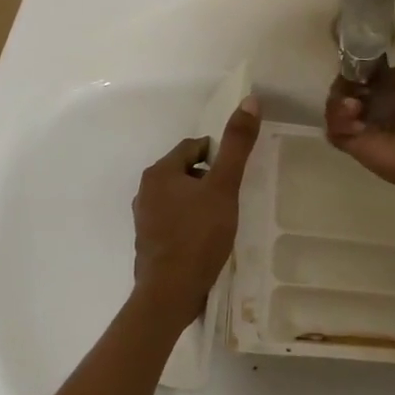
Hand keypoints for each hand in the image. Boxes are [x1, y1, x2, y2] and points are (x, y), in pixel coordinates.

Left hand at [131, 99, 261, 330]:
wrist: (170, 293)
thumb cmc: (198, 236)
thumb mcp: (223, 188)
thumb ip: (236, 146)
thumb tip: (250, 101)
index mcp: (159, 172)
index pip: (194, 148)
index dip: (219, 158)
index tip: (236, 177)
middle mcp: (146, 191)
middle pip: (186, 172)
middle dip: (209, 181)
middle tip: (232, 200)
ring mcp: (145, 219)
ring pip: (180, 198)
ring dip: (200, 203)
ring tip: (223, 221)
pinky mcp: (149, 243)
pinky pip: (174, 221)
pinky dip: (190, 224)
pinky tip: (206, 241)